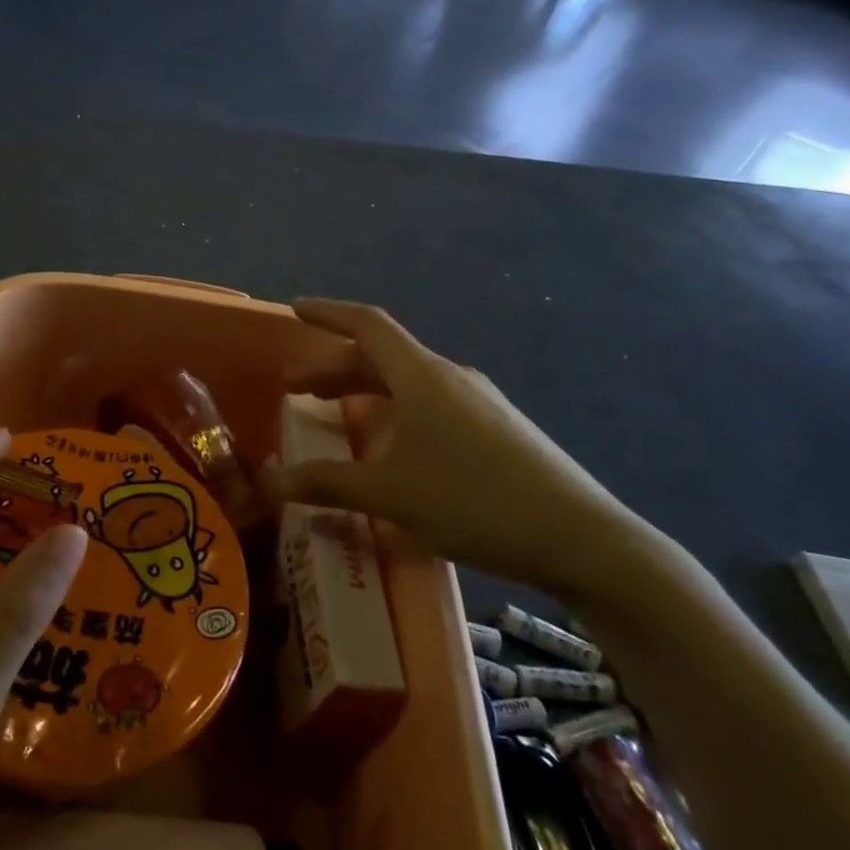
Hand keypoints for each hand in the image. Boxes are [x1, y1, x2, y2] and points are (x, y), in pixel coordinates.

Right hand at [261, 300, 652, 598]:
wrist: (580, 539)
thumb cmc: (472, 500)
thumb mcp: (388, 493)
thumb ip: (325, 483)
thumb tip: (268, 484)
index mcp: (421, 375)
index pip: (366, 324)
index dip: (326, 313)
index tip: (294, 310)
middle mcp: (450, 377)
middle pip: (382, 356)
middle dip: (335, 368)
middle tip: (297, 389)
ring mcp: (479, 403)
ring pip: (408, 383)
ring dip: (366, 392)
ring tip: (337, 418)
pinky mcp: (498, 431)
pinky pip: (432, 406)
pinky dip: (396, 413)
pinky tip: (393, 451)